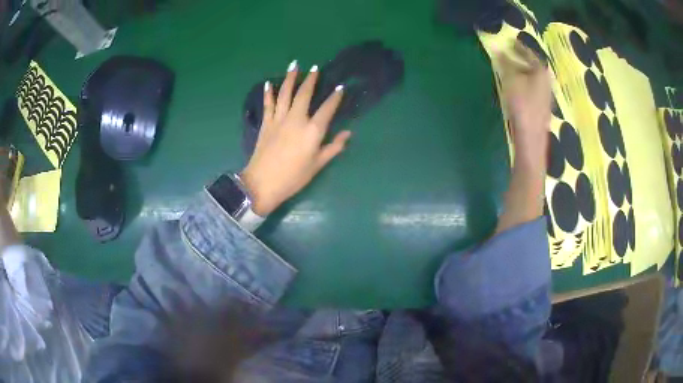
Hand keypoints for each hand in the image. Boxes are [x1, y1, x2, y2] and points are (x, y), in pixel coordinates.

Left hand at [241, 61, 350, 215]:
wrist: (262, 183)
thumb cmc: (293, 177)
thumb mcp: (317, 165)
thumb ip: (333, 147)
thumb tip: (347, 133)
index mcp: (313, 130)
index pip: (327, 109)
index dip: (335, 97)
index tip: (340, 87)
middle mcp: (296, 119)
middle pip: (304, 94)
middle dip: (311, 79)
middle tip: (315, 67)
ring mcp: (279, 119)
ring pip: (285, 93)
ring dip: (290, 78)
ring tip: (294, 65)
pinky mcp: (266, 123)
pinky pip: (268, 104)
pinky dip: (268, 93)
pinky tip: (268, 83)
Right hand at [498, 42, 551, 157]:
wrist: (531, 137)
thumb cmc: (522, 105)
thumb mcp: (511, 79)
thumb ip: (505, 63)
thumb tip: (498, 49)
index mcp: (541, 71)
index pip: (530, 53)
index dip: (519, 47)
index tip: (510, 41)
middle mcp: (546, 81)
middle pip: (533, 65)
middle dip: (520, 59)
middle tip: (508, 53)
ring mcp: (545, 95)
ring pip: (532, 77)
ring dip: (521, 71)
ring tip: (509, 68)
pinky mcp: (541, 106)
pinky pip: (532, 87)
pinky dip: (523, 81)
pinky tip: (515, 86)